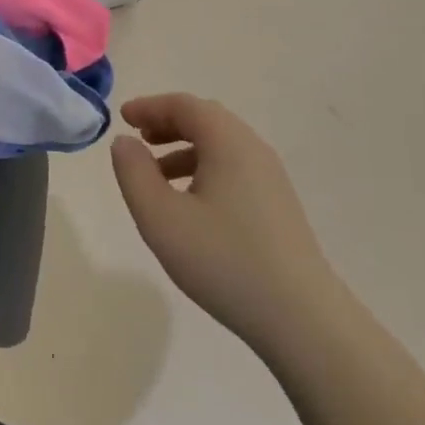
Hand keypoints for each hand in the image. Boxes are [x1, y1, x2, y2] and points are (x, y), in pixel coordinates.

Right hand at [111, 93, 332, 361]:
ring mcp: (270, 177)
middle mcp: (253, 148)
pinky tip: (190, 204)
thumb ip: (134, 174)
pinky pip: (234, 167)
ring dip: (184, 148)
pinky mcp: (278, 204)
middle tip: (138, 139)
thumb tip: (124, 142)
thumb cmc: (224, 261)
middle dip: (167, 123)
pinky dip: (204, 169)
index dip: (150, 106)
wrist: (301, 318)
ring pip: (221, 145)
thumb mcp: (161, 218)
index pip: (184, 105)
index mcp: (228, 142)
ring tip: (156, 175)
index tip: (123, 118)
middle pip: (205, 119)